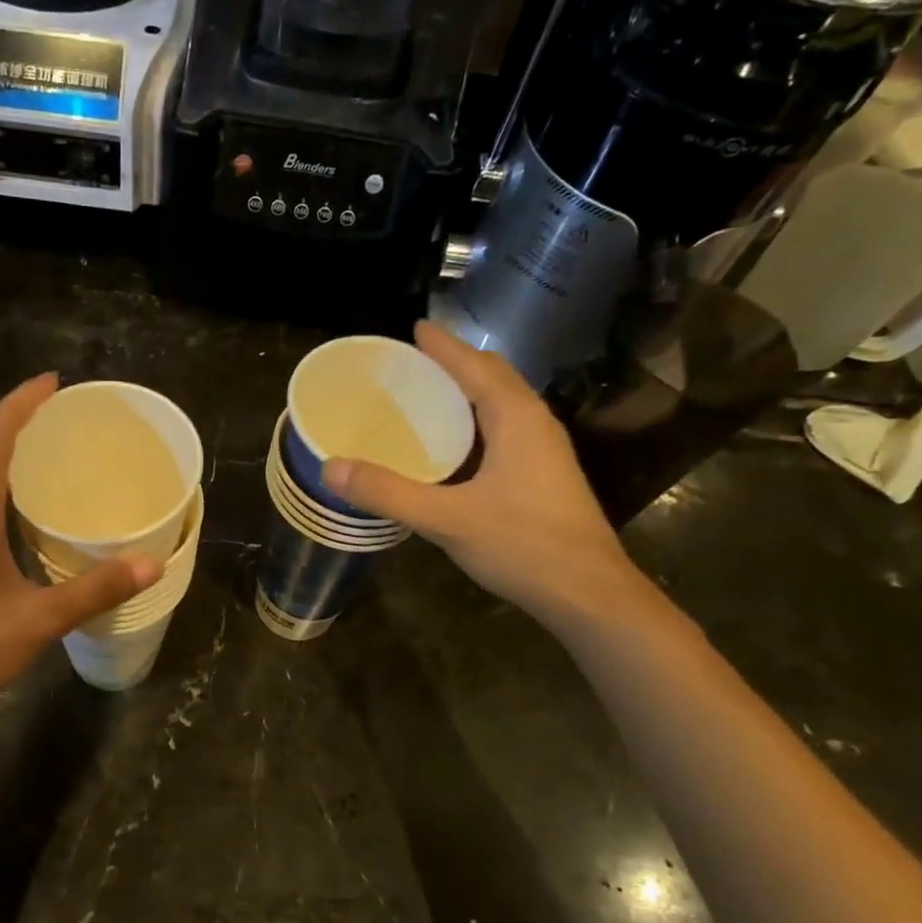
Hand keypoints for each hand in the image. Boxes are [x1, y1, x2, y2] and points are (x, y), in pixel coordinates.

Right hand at [324, 321, 648, 629]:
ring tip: (429, 394)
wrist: (589, 595)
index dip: (443, 346)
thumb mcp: (446, 519)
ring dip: (469, 391)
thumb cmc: (523, 546)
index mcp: (516, 418)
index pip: (475, 366)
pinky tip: (455, 446)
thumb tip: (331, 467)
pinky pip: (507, 429)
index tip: (414, 328)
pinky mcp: (546, 476)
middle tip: (414, 361)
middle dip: (457, 362)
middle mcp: (536, 424)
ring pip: (504, 404)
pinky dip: (478, 420)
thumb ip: (388, 493)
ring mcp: (546, 451)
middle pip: (494, 377)